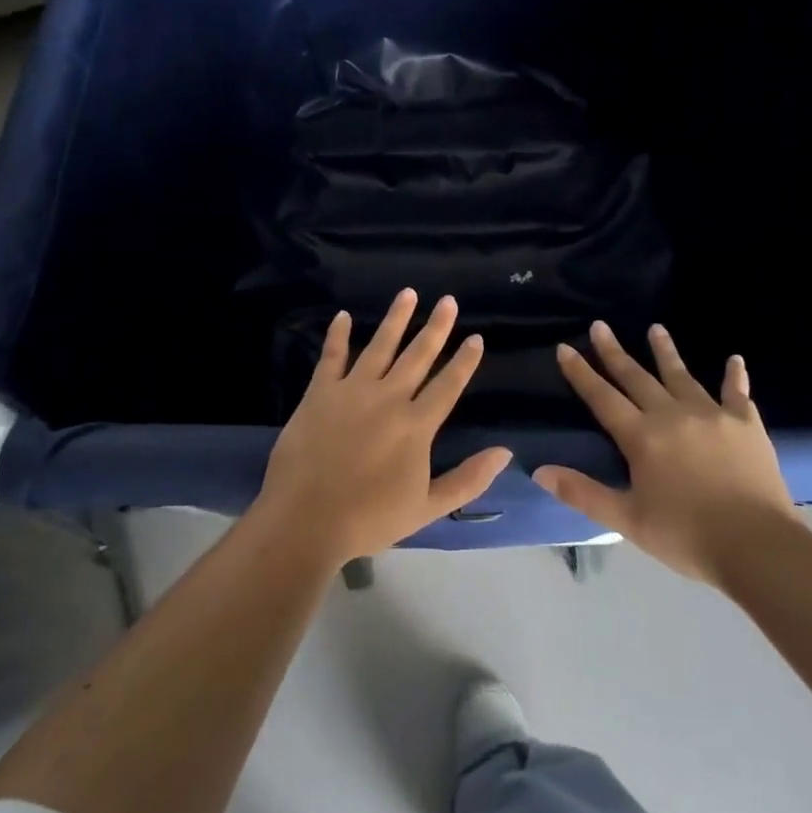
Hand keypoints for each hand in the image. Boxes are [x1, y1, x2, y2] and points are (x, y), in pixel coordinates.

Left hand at [253, 289, 511, 566]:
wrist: (306, 519)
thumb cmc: (369, 518)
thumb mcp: (427, 508)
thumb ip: (468, 480)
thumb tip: (505, 453)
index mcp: (416, 425)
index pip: (447, 385)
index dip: (464, 361)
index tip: (476, 337)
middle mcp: (388, 397)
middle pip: (418, 355)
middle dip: (436, 327)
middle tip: (448, 300)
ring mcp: (352, 390)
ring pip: (380, 346)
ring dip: (396, 319)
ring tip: (408, 293)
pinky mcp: (320, 392)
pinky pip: (332, 356)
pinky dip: (338, 335)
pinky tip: (344, 316)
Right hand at [535, 322, 796, 583]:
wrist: (758, 547)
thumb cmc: (686, 536)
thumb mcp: (627, 520)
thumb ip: (583, 493)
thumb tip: (540, 471)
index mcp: (641, 437)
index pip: (602, 398)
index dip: (581, 373)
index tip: (565, 347)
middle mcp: (672, 415)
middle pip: (636, 377)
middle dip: (615, 351)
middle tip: (600, 325)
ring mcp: (711, 415)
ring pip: (681, 375)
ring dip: (666, 351)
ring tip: (656, 328)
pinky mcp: (745, 424)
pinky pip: (737, 393)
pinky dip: (734, 376)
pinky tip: (735, 359)